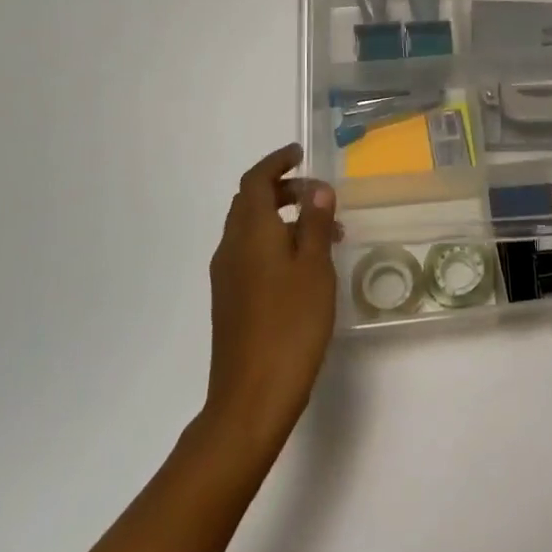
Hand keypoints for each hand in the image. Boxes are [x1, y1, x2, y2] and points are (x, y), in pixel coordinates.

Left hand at [203, 143, 337, 452]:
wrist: (251, 398)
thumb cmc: (290, 326)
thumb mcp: (314, 269)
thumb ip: (315, 224)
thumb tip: (317, 189)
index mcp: (251, 233)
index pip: (256, 181)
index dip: (276, 162)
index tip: (299, 153)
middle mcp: (231, 247)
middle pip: (250, 202)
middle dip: (283, 190)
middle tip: (320, 196)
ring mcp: (227, 276)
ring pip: (251, 229)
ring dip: (283, 219)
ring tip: (324, 234)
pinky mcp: (230, 300)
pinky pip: (250, 253)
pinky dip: (275, 243)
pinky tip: (303, 268)